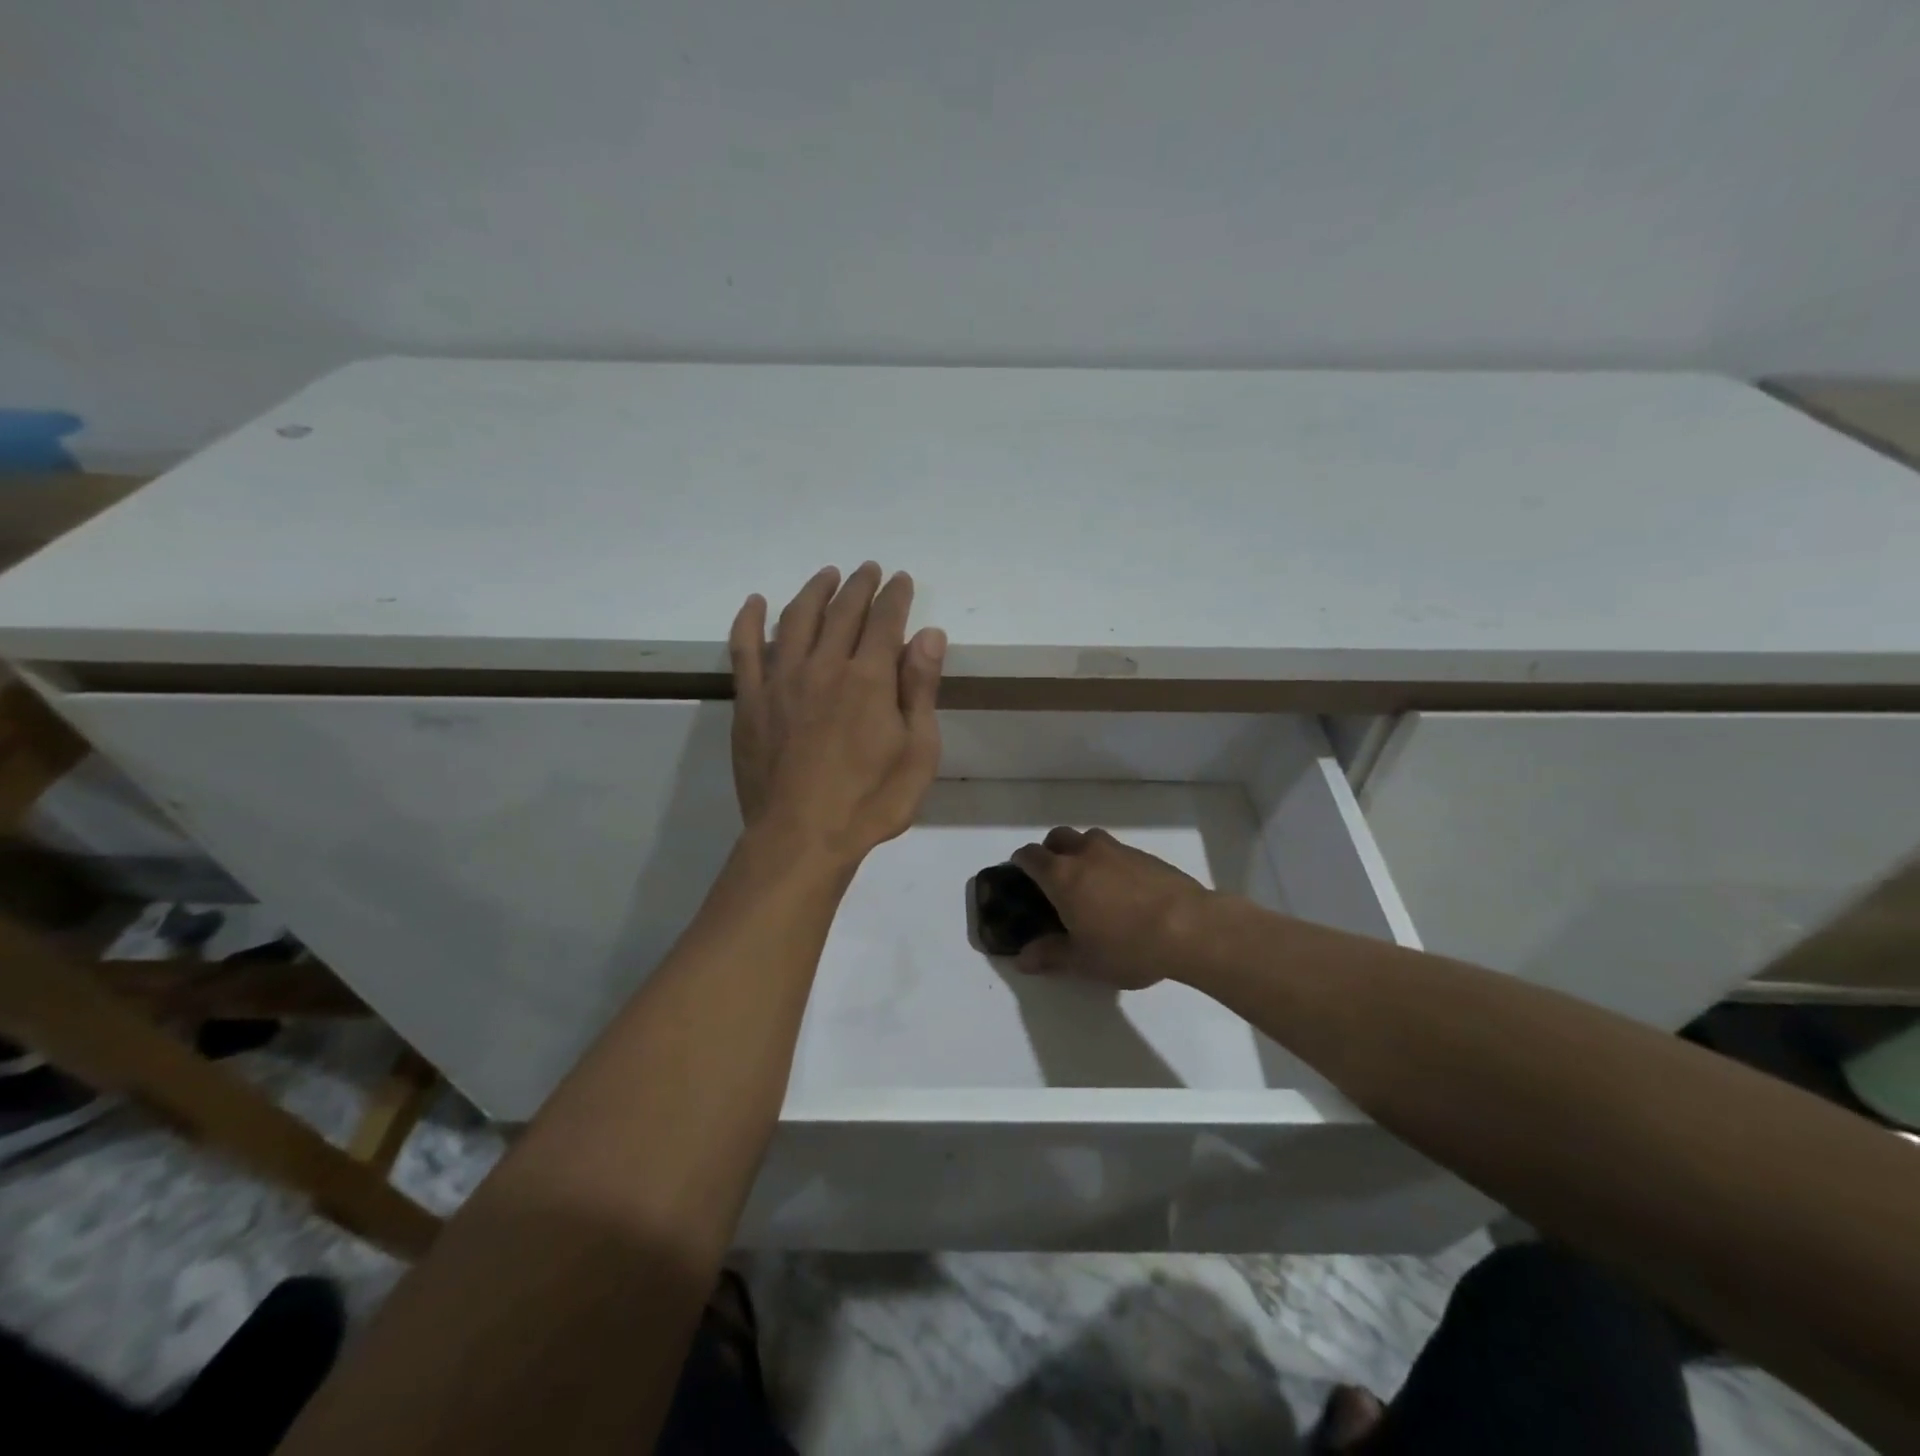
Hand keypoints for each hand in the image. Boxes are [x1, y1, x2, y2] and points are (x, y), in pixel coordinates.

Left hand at [729, 562, 945, 865]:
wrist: (801, 838)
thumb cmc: (871, 801)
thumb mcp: (918, 752)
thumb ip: (921, 689)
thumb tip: (929, 634)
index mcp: (869, 678)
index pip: (885, 620)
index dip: (895, 596)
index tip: (901, 579)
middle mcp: (824, 666)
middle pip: (842, 611)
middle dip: (860, 586)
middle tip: (869, 570)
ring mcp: (780, 680)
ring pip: (796, 618)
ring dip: (814, 591)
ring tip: (827, 576)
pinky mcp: (750, 701)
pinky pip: (744, 649)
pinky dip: (749, 621)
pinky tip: (755, 603)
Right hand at [1010, 827, 1211, 989]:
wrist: (1190, 928)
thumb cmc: (1127, 946)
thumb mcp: (1084, 960)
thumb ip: (1050, 955)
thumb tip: (1022, 959)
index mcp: (1062, 876)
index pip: (1031, 856)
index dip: (1021, 862)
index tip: (1020, 874)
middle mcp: (1086, 854)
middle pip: (1058, 837)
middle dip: (1050, 850)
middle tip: (1054, 877)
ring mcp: (1118, 850)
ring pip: (1089, 838)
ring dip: (1081, 851)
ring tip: (1090, 880)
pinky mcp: (1146, 855)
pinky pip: (1117, 850)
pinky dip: (1110, 862)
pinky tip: (1122, 889)